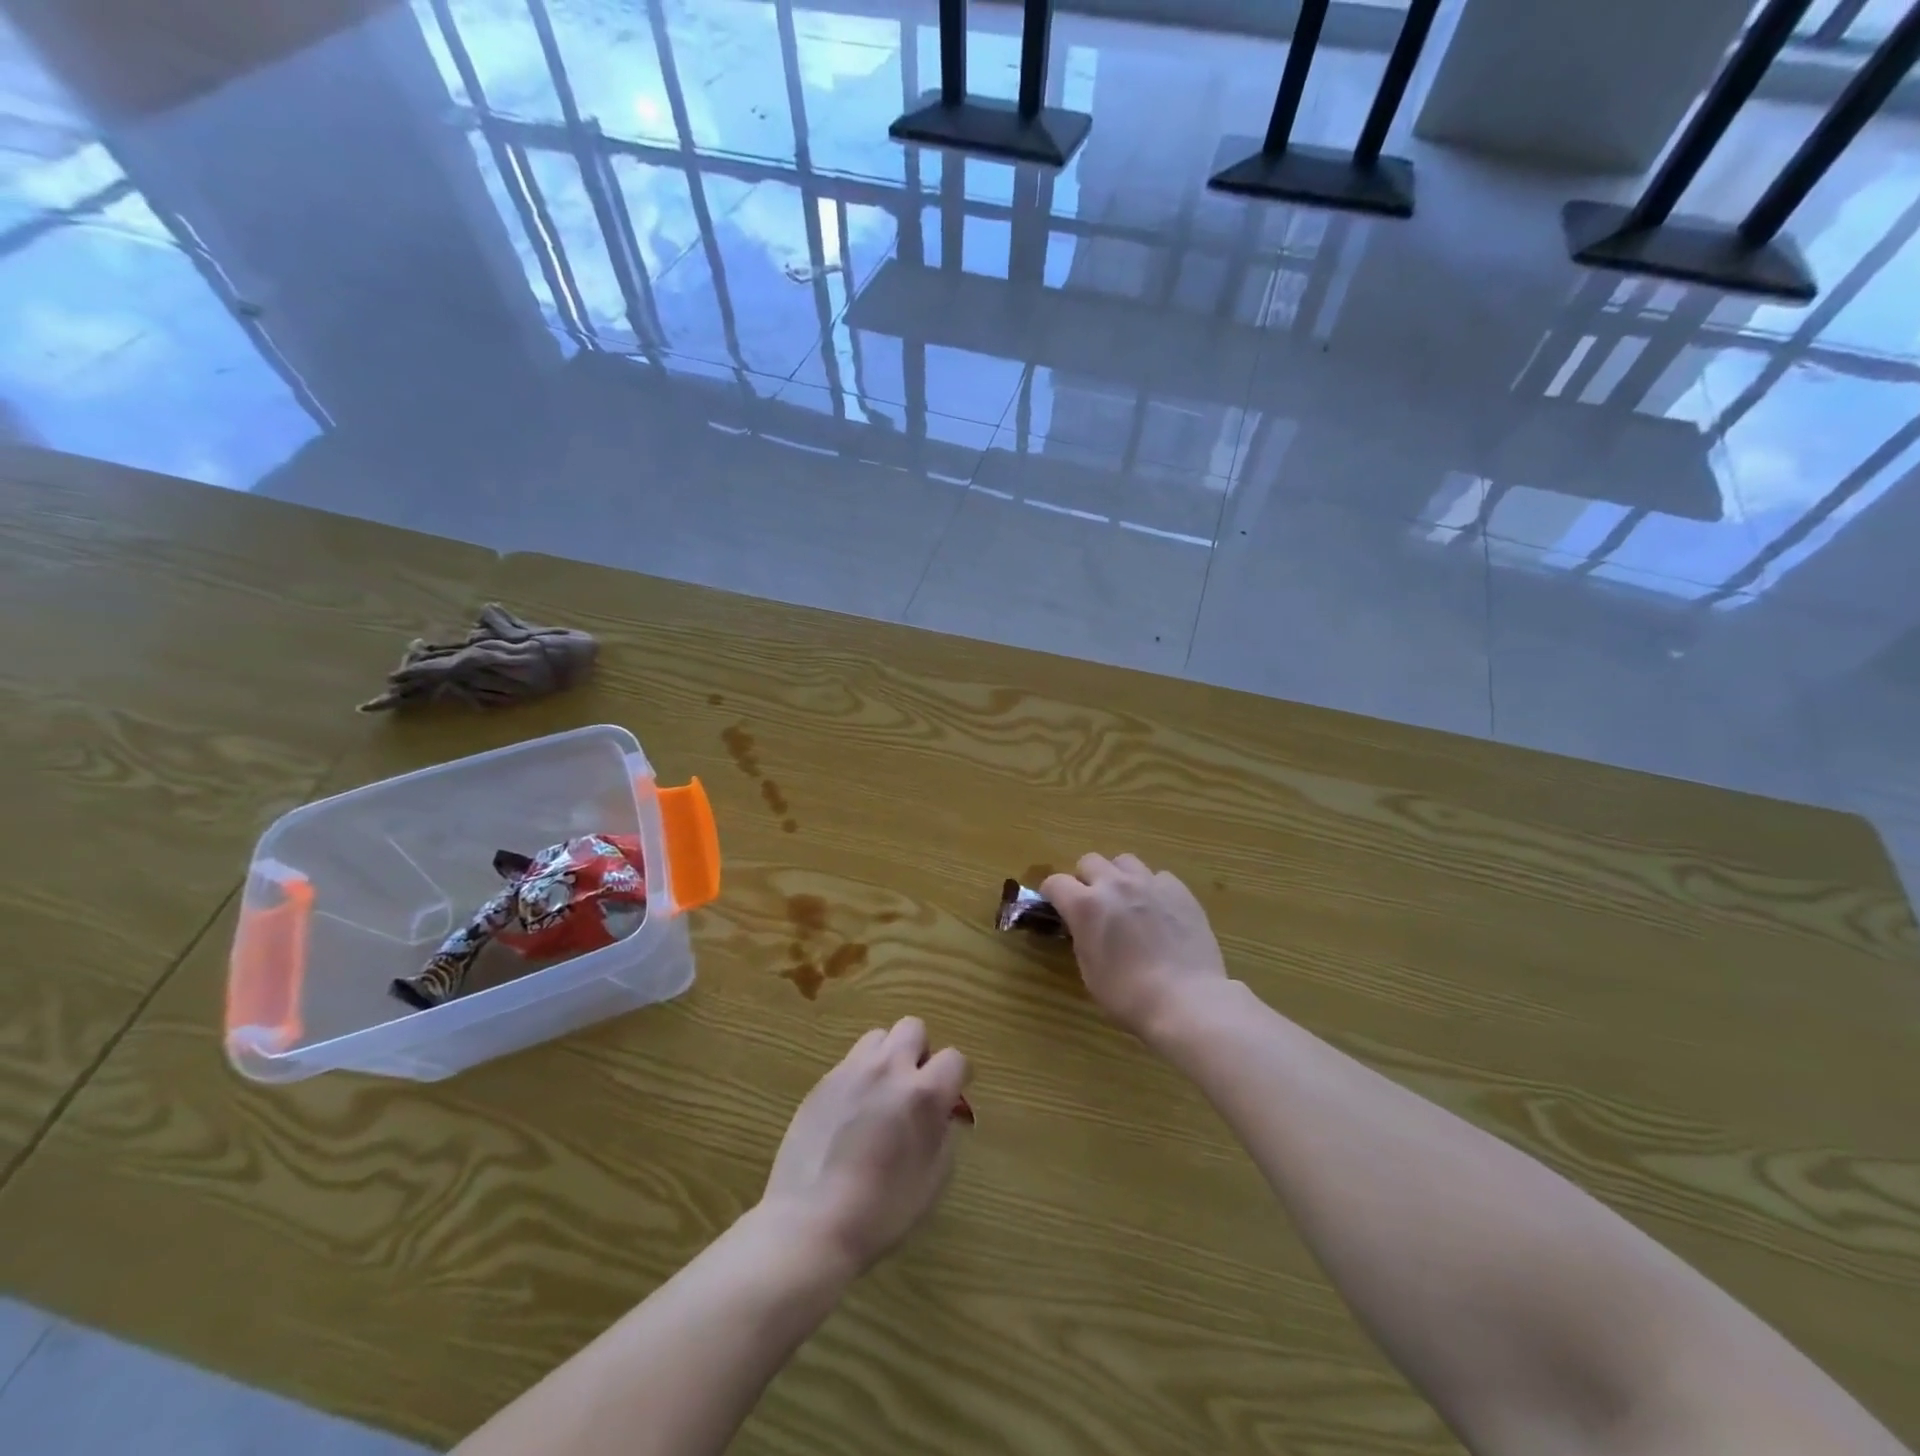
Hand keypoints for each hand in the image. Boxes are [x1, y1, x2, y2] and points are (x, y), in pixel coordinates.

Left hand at [759, 1019, 970, 1272]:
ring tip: (882, 1092)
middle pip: (913, 1028)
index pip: (954, 1058)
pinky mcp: (823, 1081)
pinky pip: (850, 1061)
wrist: (810, 1222)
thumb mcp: (933, 1180)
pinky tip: (852, 1112)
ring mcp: (852, 1070)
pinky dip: (860, 1075)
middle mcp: (889, 1069)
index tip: (952, 1096)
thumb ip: (943, 1135)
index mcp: (923, 1093)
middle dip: (920, 1052)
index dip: (958, 1076)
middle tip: (915, 1086)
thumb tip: (940, 1114)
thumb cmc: (881, 1211)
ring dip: (888, 1056)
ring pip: (879, 1037)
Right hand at [1043, 854, 1228, 1042]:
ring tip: (1127, 901)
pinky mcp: (1179, 890)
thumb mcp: (1089, 971)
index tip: (1056, 907)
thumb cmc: (1128, 995)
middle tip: (1094, 904)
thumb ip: (1082, 937)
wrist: (1186, 1000)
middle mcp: (1114, 885)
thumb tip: (1084, 927)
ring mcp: (1149, 883)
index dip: (1052, 894)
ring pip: (1124, 862)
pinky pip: (1159, 877)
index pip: (1055, 883)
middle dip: (1085, 879)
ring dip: (1119, 877)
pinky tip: (1159, 911)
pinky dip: (1153, 889)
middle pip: (1089, 861)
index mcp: (1085, 906)